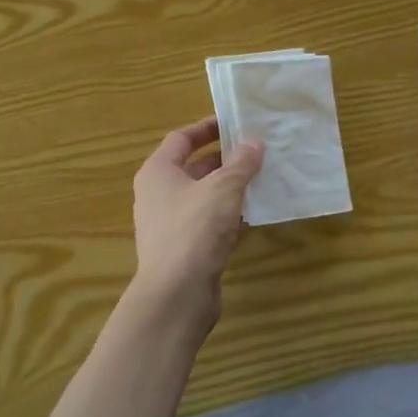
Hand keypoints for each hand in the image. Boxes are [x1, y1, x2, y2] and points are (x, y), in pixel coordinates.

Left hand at [130, 118, 264, 333]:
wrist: (176, 293)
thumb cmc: (195, 229)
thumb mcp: (223, 189)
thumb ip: (241, 163)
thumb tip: (254, 142)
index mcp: (158, 172)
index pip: (182, 138)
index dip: (207, 128)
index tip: (235, 123)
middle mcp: (158, 194)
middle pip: (192, 166)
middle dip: (224, 158)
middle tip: (256, 151)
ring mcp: (168, 223)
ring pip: (202, 195)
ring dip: (228, 187)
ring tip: (260, 178)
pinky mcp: (183, 248)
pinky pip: (206, 220)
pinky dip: (226, 213)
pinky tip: (251, 213)